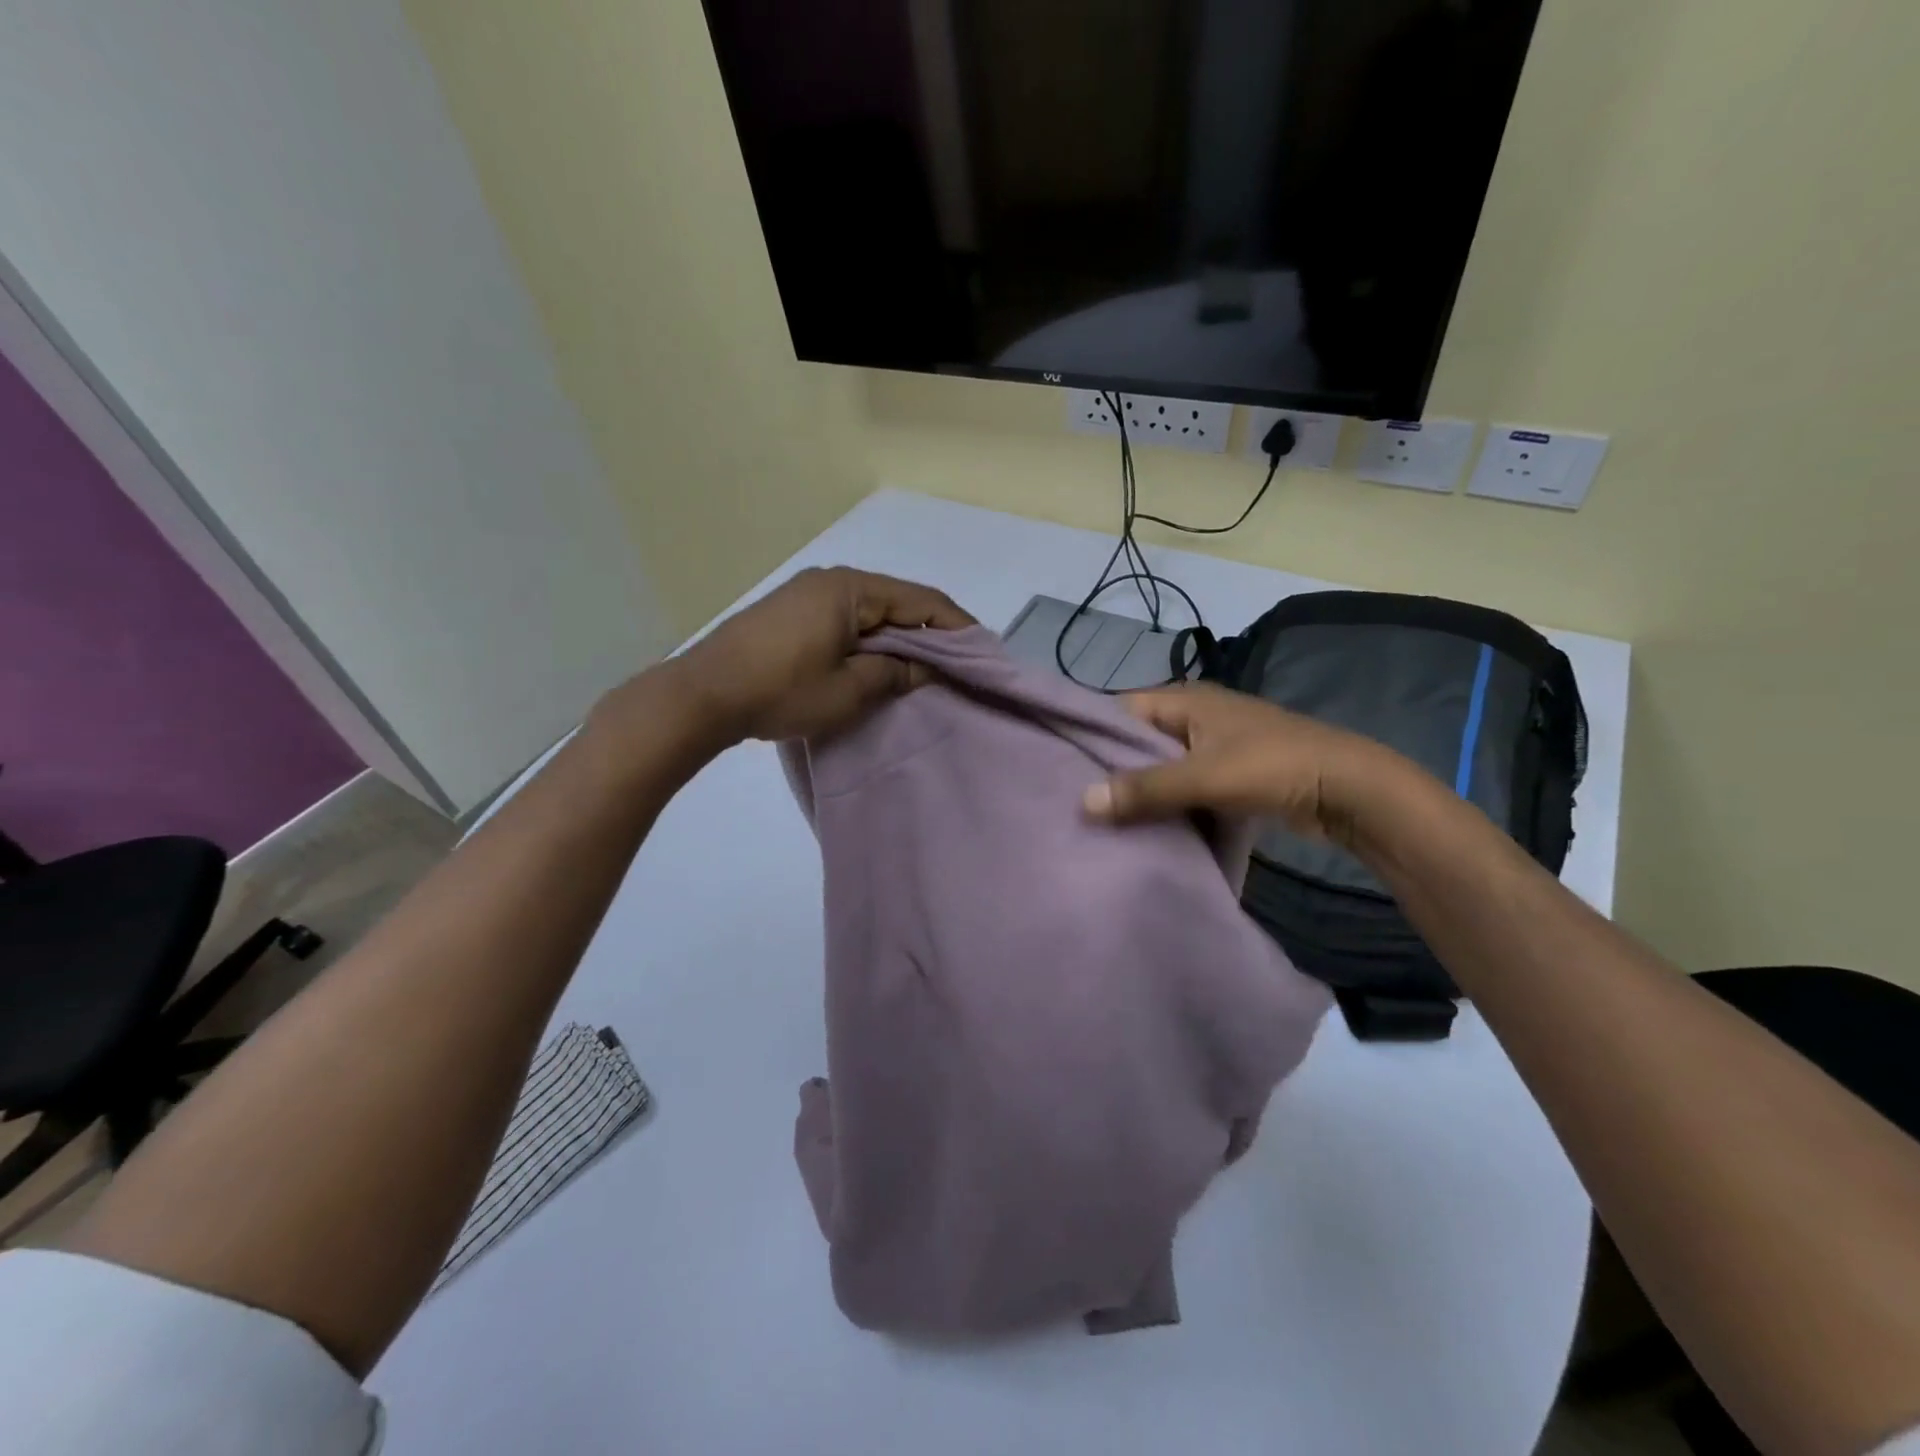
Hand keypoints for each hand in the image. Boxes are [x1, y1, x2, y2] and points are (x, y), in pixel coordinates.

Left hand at [675, 567, 973, 742]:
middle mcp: (831, 581)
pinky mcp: (791, 614)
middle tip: (956, 666)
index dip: (956, 625)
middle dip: (928, 634)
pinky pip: (846, 621)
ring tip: (922, 671)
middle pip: (896, 602)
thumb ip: (894, 674)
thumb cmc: (781, 691)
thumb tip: (926, 670)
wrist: (702, 695)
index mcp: (850, 590)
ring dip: (897, 640)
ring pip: (870, 613)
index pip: (920, 600)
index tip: (982, 651)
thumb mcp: (848, 690)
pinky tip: (878, 665)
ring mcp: (807, 595)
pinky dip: (869, 641)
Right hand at [1081, 683, 1421, 850]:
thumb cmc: (1272, 767)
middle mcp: (1195, 715)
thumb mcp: (1204, 776)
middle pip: (1138, 740)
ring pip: (1161, 766)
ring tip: (1099, 819)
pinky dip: (1167, 803)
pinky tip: (1143, 828)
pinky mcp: (1229, 774)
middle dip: (1111, 768)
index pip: (1120, 709)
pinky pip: (1184, 785)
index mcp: (1186, 700)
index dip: (1091, 733)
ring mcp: (1214, 745)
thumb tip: (1083, 802)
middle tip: (1074, 799)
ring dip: (1140, 790)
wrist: (1349, 790)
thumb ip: (1145, 789)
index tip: (1059, 765)